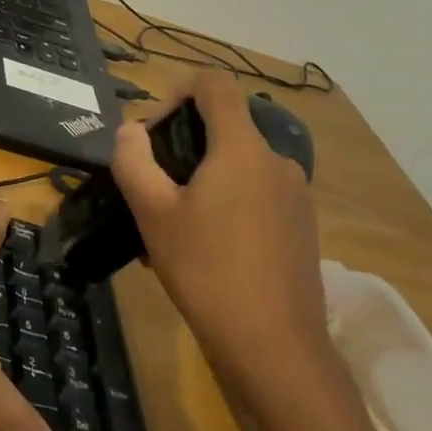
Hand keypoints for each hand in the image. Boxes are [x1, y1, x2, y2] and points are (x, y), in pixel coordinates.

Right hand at [110, 74, 328, 393]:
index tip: (153, 132)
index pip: (214, 85)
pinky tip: (203, 249)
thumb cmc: (206, 270)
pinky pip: (255, 195)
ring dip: (201, 180)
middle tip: (152, 189)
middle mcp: (276, 160)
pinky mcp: (301, 225)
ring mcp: (295, 194)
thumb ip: (133, 161)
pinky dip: (225, 203)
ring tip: (171, 227)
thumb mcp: (153, 213)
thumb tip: (130, 130)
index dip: (177, 92)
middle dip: (182, 146)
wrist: (274, 345)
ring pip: (237, 166)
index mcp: (242, 148)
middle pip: (225, 127)